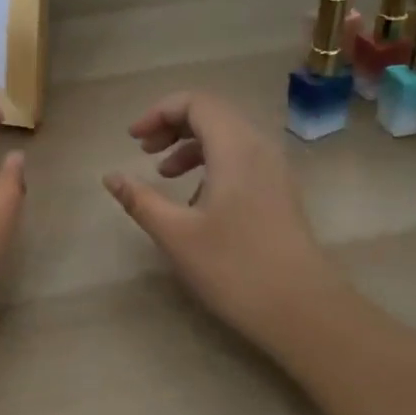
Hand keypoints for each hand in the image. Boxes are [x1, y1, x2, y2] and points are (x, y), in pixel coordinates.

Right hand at [104, 91, 335, 353]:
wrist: (305, 311)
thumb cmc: (235, 268)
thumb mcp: (176, 234)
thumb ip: (140, 200)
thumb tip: (110, 177)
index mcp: (235, 148)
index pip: (195, 103)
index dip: (159, 112)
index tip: (133, 140)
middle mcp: (258, 148)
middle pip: (212, 113)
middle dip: (173, 124)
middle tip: (144, 150)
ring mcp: (274, 170)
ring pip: (228, 135)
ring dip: (191, 144)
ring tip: (164, 173)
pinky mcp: (279, 192)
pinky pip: (241, 157)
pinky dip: (211, 161)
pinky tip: (195, 198)